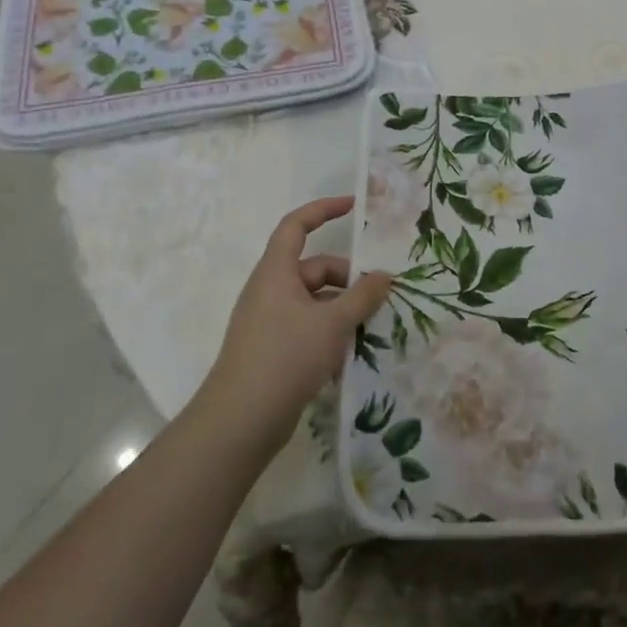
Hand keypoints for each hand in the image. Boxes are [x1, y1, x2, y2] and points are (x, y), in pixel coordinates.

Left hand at [201, 196, 392, 446]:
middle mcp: (270, 291)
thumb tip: (385, 276)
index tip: (353, 206)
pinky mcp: (273, 350)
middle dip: (348, 278)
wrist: (241, 420)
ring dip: (343, 309)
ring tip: (370, 328)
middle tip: (379, 296)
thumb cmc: (286, 357)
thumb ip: (363, 295)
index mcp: (276, 272)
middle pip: (314, 268)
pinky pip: (308, 326)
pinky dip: (330, 332)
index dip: (323, 210)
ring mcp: (269, 322)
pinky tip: (350, 354)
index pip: (296, 225)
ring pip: (314, 301)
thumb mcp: (333, 322)